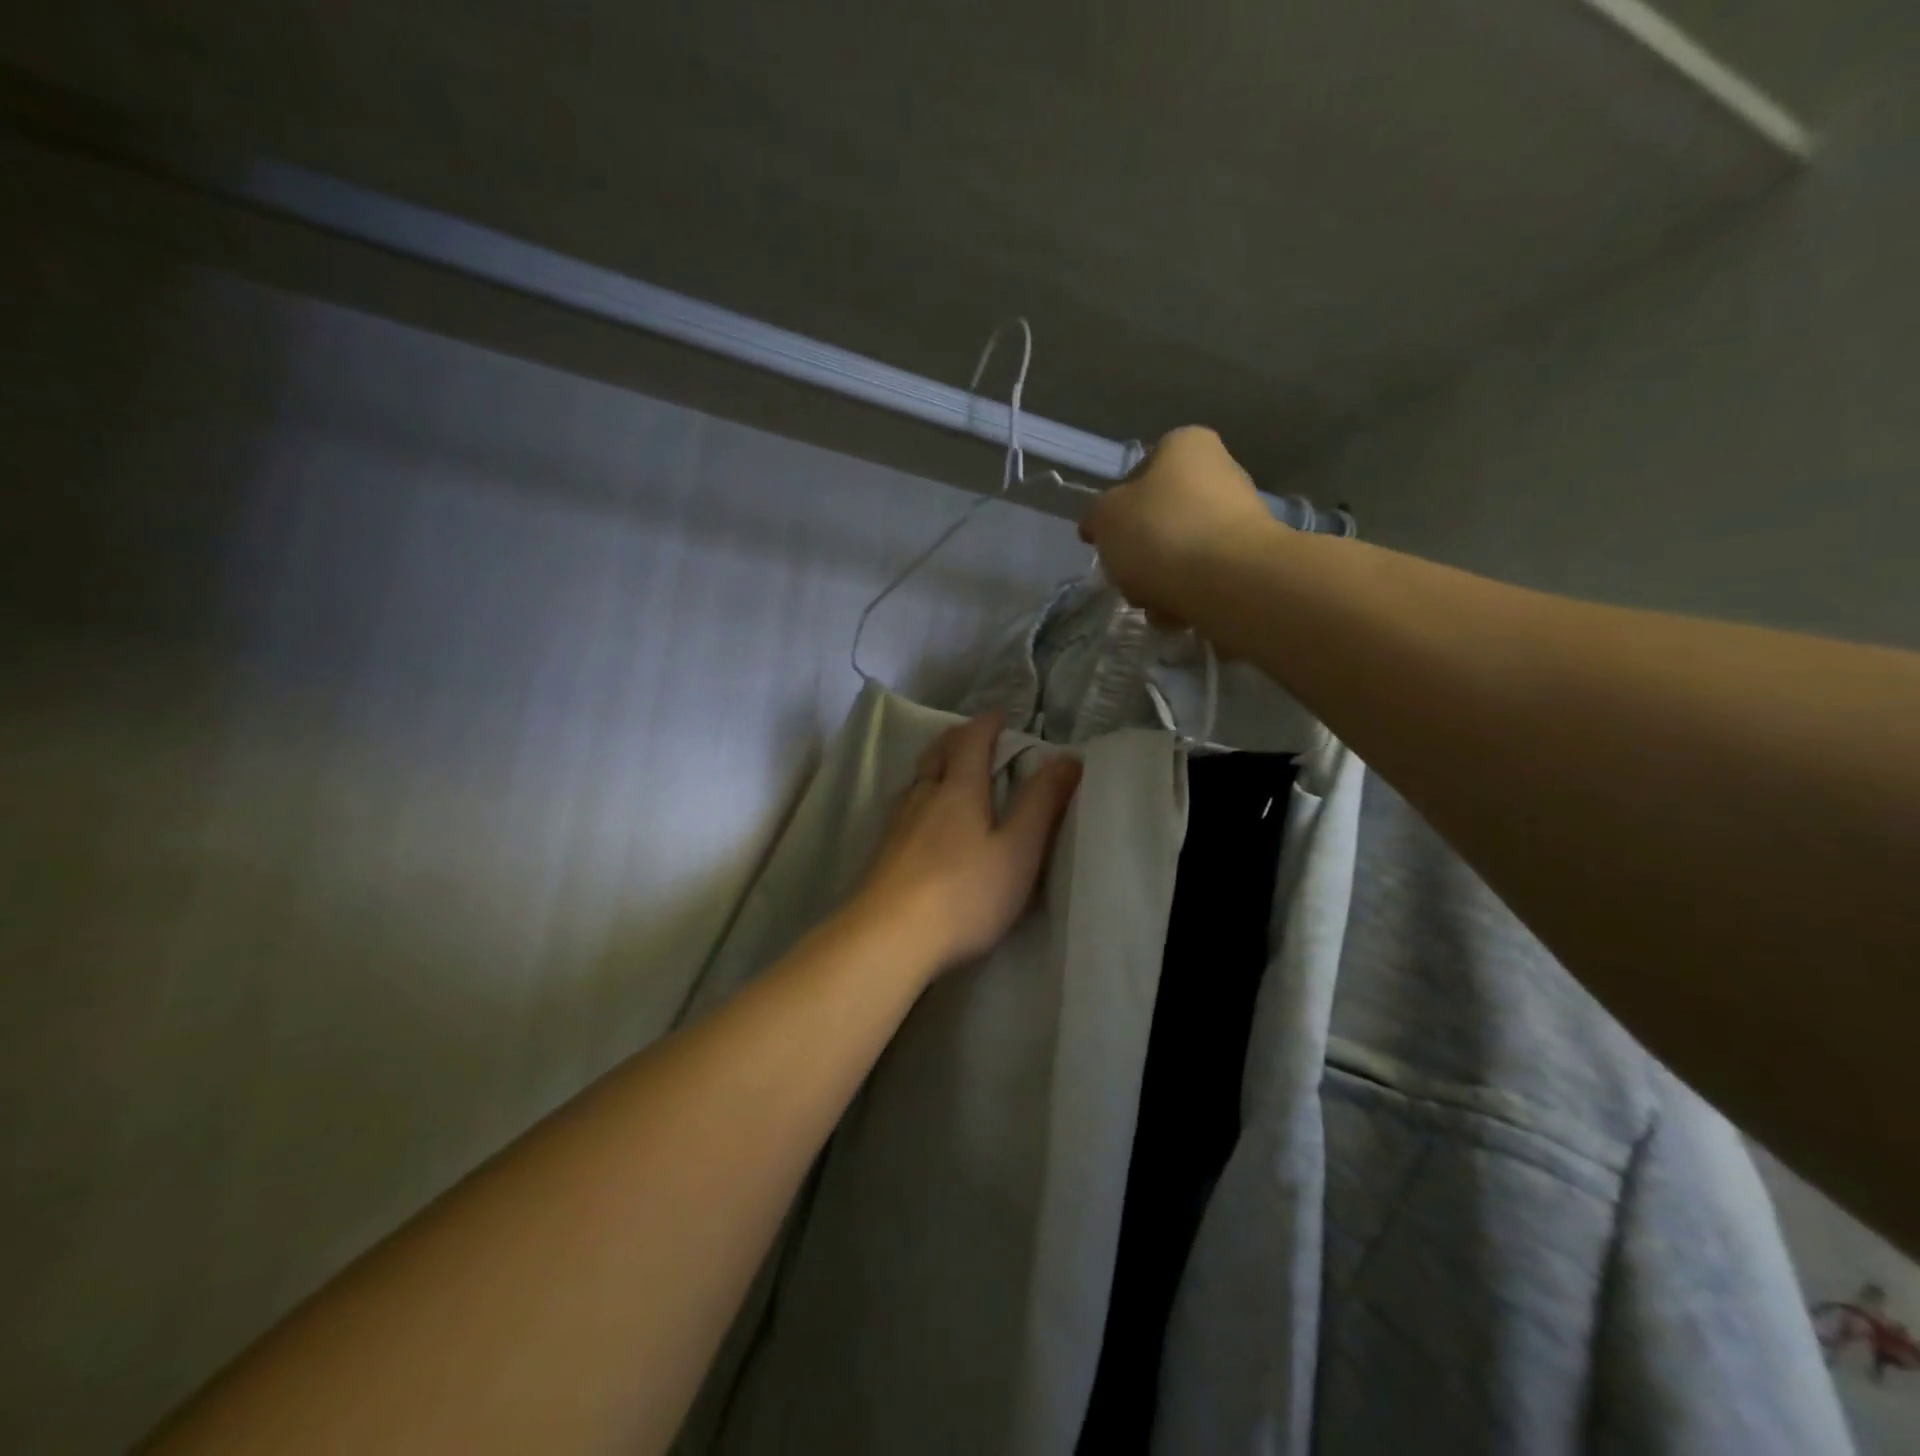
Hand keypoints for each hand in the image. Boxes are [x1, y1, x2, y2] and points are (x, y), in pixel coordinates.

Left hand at [851, 713, 1081, 979]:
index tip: (1000, 716)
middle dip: (957, 738)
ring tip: (947, 771)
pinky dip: (920, 795)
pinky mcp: (881, 852)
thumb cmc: (964, 893)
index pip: (971, 742)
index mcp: (958, 790)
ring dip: (934, 765)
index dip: (986, 724)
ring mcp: (897, 824)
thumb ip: (1042, 804)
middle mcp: (923, 796)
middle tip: (973, 735)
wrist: (888, 937)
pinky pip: (904, 807)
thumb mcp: (1018, 851)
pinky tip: (921, 818)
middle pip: (936, 754)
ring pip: (916, 780)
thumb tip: (1068, 757)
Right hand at [1079, 426, 1278, 625]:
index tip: (1105, 536)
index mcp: (1186, 447)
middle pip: (1160, 518)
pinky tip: (1177, 614)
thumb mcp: (1106, 517)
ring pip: (1180, 553)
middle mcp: (1220, 473)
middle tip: (1127, 576)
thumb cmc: (1162, 532)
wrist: (1231, 581)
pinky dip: (1185, 597)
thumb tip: (1098, 524)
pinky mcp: (1250, 561)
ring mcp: (1240, 519)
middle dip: (1139, 553)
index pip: (1141, 470)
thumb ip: (1096, 516)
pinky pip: (1203, 578)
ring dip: (1158, 581)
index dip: (1118, 506)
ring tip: (1152, 602)